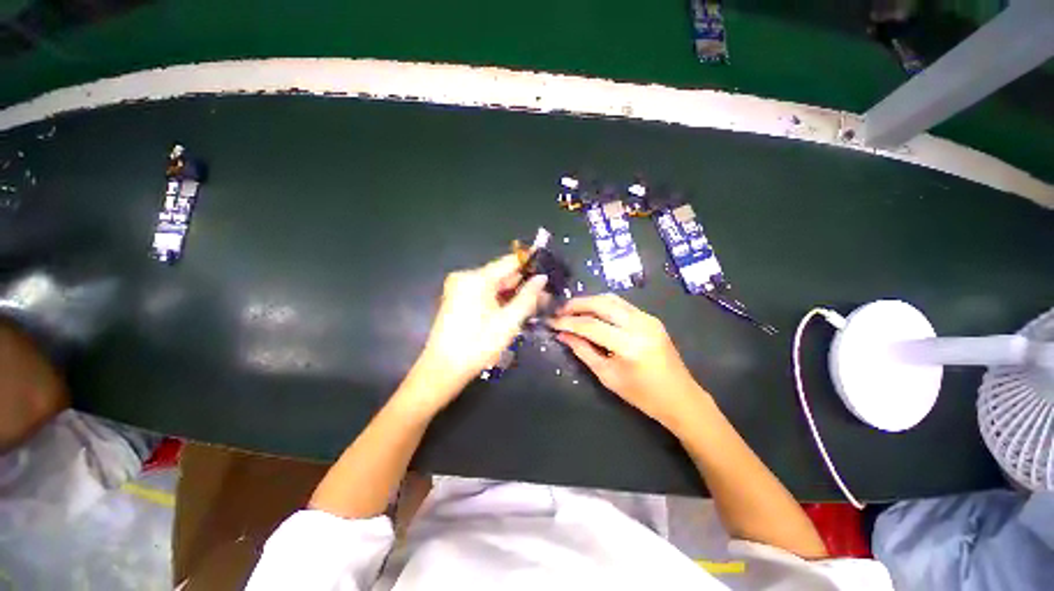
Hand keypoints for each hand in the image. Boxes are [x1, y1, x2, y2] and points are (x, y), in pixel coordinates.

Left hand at [406, 254, 547, 408]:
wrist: (444, 368)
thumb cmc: (479, 344)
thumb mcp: (509, 321)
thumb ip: (528, 296)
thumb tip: (541, 278)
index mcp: (477, 278)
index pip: (509, 261)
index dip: (530, 263)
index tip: (547, 270)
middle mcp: (465, 276)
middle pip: (501, 273)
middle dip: (522, 283)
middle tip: (543, 294)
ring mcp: (459, 287)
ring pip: (493, 284)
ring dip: (511, 292)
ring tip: (532, 303)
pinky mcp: (457, 298)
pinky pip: (483, 292)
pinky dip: (498, 298)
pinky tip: (512, 308)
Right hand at [548, 294, 704, 427]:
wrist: (680, 397)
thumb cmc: (642, 395)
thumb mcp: (607, 376)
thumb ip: (583, 351)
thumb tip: (563, 334)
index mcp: (629, 345)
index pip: (590, 325)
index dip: (567, 322)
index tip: (551, 321)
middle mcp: (639, 325)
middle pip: (601, 304)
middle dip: (576, 304)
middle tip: (559, 310)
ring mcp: (648, 318)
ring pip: (611, 299)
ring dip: (589, 301)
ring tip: (571, 309)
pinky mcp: (651, 318)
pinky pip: (621, 304)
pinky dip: (603, 304)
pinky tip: (591, 312)